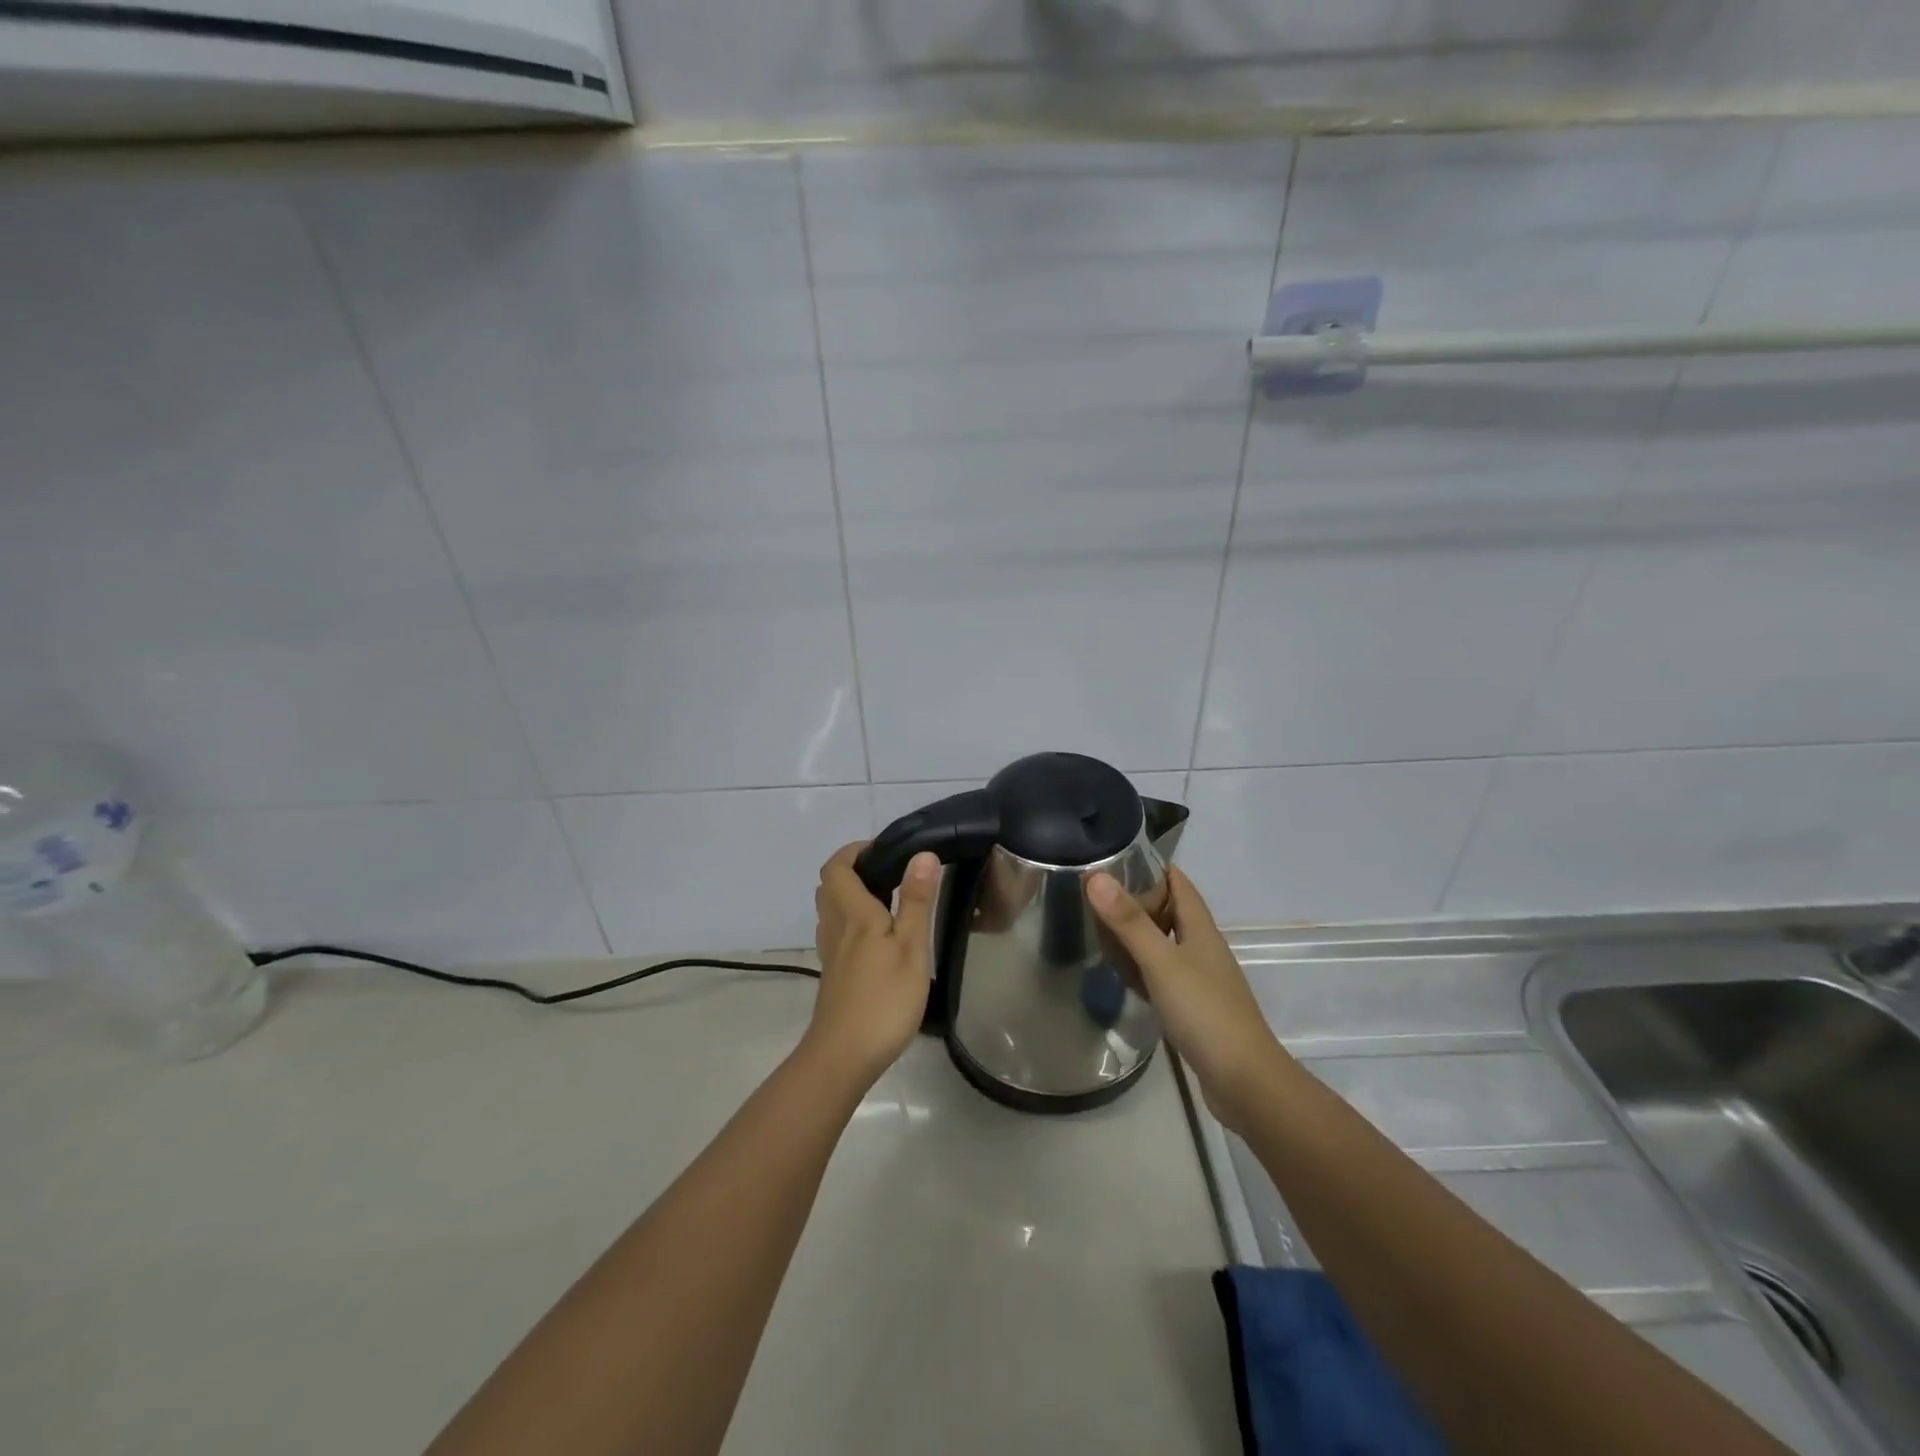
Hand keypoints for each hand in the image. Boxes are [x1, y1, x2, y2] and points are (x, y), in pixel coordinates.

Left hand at [805, 843, 939, 1086]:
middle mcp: (835, 927)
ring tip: (888, 900)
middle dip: (853, 870)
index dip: (853, 851)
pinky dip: (853, 923)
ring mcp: (831, 954)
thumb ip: (916, 900)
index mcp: (853, 914)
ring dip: (852, 896)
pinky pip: (837, 934)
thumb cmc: (883, 999)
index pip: (837, 867)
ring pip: (831, 911)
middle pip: (830, 886)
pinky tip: (879, 939)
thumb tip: (922, 854)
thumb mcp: (910, 947)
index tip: (884, 850)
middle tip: (889, 872)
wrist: (844, 1056)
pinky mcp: (834, 975)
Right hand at [1087, 867, 1285, 1129]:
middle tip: (1092, 894)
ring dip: (1136, 933)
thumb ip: (1129, 922)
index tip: (1111, 857)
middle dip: (1136, 899)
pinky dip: (1140, 966)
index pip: (1178, 882)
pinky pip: (1161, 973)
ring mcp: (1199, 979)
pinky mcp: (1192, 1007)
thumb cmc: (1205, 1013)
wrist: (1244, 1082)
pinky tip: (1120, 974)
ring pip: (1164, 943)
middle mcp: (1202, 948)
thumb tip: (1096, 876)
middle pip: (1169, 911)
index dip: (1150, 866)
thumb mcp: (1161, 963)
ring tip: (1097, 928)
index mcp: (1200, 929)